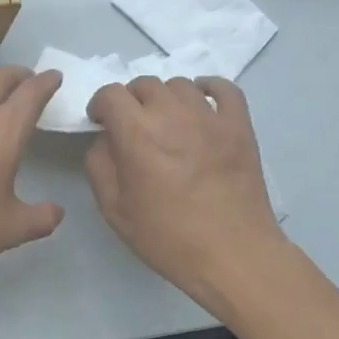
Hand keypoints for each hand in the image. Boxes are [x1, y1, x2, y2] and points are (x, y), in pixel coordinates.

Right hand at [84, 76, 285, 305]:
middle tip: (131, 126)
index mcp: (137, 133)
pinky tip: (201, 103)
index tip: (101, 123)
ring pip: (180, 84)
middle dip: (130, 100)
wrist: (231, 253)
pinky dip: (208, 88)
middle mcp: (172, 114)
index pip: (111, 93)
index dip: (100, 104)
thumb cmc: (166, 236)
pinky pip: (224, 89)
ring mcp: (210, 117)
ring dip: (164, 97)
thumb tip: (106, 139)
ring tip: (165, 120)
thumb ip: (99, 165)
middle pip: (144, 84)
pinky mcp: (239, 125)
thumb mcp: (113, 208)